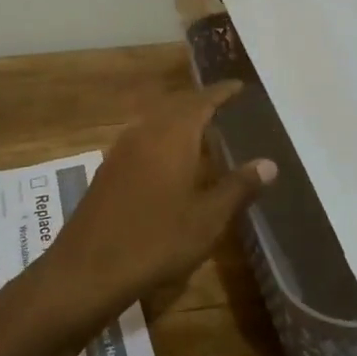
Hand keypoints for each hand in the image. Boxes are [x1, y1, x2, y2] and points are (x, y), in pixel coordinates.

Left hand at [43, 82, 273, 320]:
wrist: (87, 270)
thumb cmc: (156, 240)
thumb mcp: (207, 218)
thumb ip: (239, 187)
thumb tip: (269, 163)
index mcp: (173, 135)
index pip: (202, 101)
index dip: (222, 92)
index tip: (240, 86)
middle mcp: (146, 132)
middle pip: (177, 105)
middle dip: (201, 103)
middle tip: (225, 107)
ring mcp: (122, 150)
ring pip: (156, 121)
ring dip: (179, 119)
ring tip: (202, 132)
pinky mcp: (109, 169)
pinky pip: (143, 138)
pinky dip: (162, 137)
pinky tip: (170, 161)